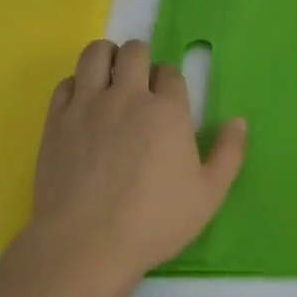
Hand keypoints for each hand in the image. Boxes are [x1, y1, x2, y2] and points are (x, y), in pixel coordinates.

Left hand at [28, 38, 247, 286]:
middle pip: (134, 51)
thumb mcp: (208, 196)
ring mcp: (88, 104)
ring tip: (109, 77)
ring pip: (96, 54)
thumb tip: (239, 121)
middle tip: (139, 84)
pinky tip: (82, 103)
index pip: (170, 73)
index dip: (170, 82)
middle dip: (140, 59)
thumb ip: (229, 154)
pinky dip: (76, 84)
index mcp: (167, 110)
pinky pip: (66, 82)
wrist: (85, 245)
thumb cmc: (153, 223)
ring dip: (107, 58)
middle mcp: (128, 95)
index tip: (167, 101)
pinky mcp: (57, 120)